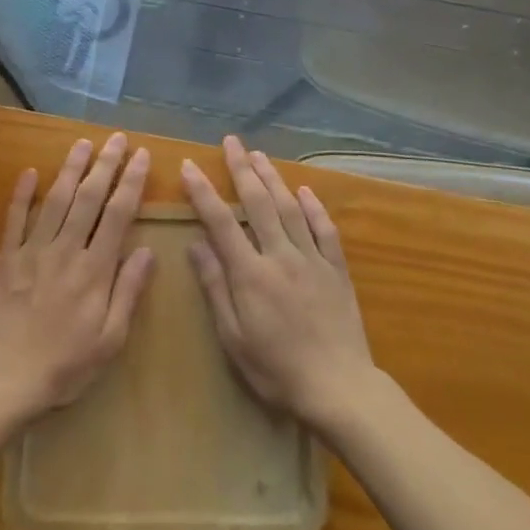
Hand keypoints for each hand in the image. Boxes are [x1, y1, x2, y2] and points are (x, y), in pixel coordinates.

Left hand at [0, 134, 154, 420]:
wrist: (4, 380)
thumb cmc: (65, 366)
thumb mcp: (110, 339)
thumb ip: (128, 292)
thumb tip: (148, 250)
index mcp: (94, 270)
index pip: (118, 215)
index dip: (131, 182)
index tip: (141, 156)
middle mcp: (65, 251)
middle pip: (89, 198)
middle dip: (105, 164)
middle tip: (117, 138)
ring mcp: (32, 251)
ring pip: (55, 200)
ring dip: (70, 169)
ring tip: (82, 143)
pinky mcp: (5, 259)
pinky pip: (14, 220)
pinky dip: (22, 194)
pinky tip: (29, 172)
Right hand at [182, 137, 374, 431]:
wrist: (339, 387)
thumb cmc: (276, 370)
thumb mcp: (234, 337)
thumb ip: (216, 287)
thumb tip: (196, 244)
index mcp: (251, 274)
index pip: (221, 222)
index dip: (204, 192)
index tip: (190, 166)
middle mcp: (281, 256)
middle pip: (259, 203)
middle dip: (242, 169)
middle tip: (231, 142)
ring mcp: (312, 259)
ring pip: (291, 208)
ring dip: (274, 179)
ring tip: (260, 155)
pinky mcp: (336, 269)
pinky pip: (325, 230)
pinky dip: (315, 207)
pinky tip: (306, 191)